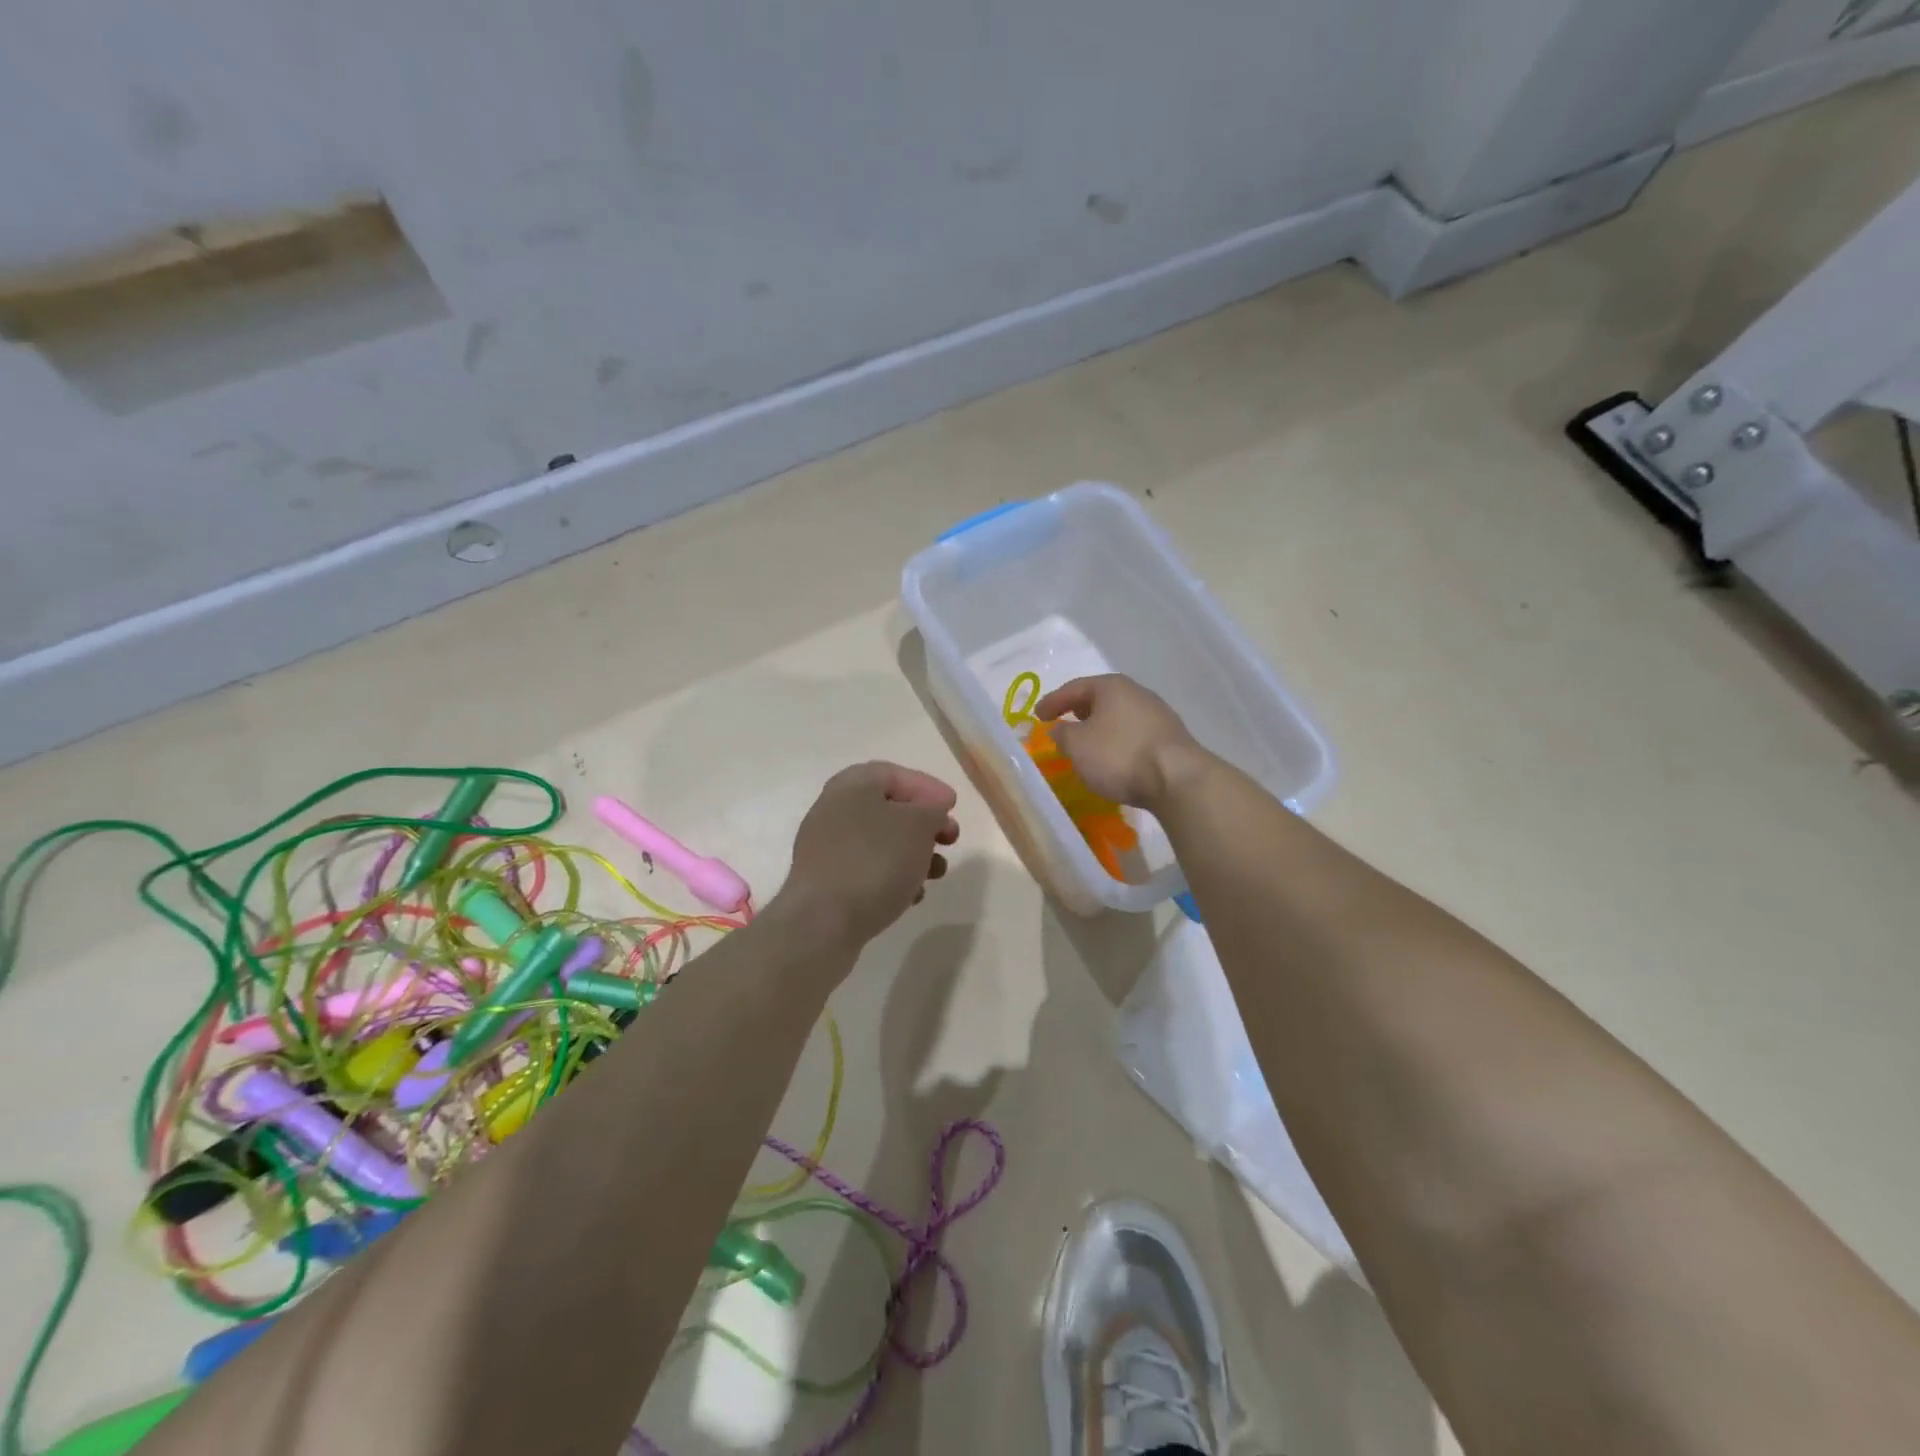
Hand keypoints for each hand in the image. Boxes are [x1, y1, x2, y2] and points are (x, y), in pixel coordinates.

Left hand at [774, 762, 959, 951]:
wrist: (822, 923)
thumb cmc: (874, 861)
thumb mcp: (918, 826)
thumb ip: (932, 812)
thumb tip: (930, 816)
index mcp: (851, 786)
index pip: (893, 773)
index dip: (926, 786)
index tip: (953, 806)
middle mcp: (834, 811)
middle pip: (887, 808)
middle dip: (924, 824)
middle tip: (950, 838)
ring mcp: (826, 849)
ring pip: (880, 842)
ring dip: (913, 853)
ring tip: (936, 873)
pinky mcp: (827, 883)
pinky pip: (868, 871)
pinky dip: (893, 877)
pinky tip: (911, 896)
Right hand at [1034, 674, 1209, 810]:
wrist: (1177, 780)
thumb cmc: (1119, 755)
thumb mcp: (1077, 746)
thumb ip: (1061, 735)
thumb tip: (1060, 730)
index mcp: (1112, 686)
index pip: (1075, 688)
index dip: (1053, 701)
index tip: (1038, 715)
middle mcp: (1137, 693)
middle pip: (1101, 699)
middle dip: (1079, 711)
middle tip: (1063, 723)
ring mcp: (1158, 715)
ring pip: (1119, 717)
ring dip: (1101, 728)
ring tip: (1087, 744)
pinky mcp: (1170, 739)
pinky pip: (1134, 734)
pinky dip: (1118, 742)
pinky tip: (1114, 757)